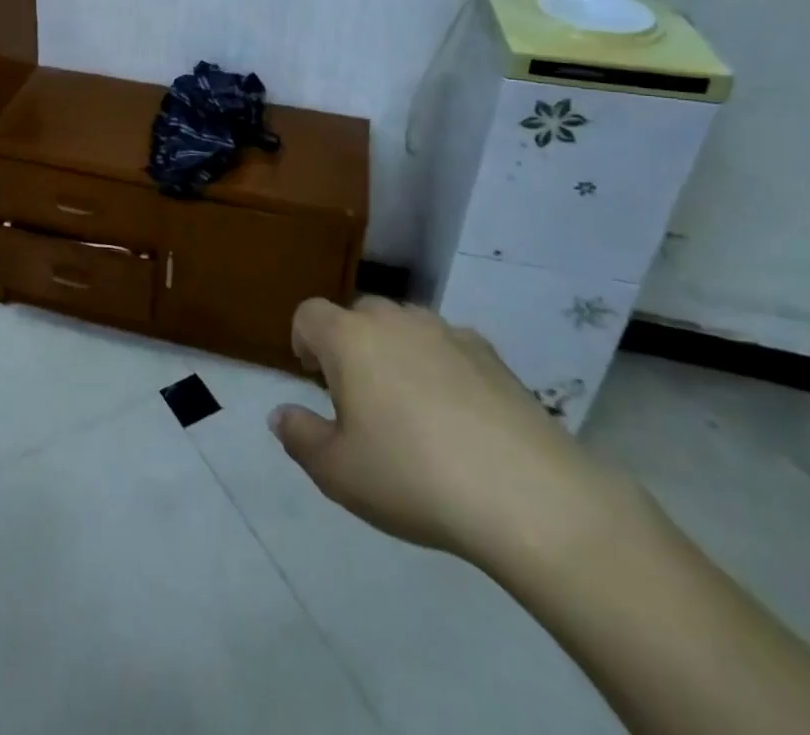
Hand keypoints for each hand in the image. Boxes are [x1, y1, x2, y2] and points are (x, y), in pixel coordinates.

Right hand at [270, 297, 631, 568]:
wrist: (529, 497)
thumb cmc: (413, 478)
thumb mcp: (338, 473)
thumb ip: (299, 437)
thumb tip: (280, 414)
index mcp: (349, 338)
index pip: (309, 314)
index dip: (303, 341)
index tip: (314, 381)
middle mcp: (394, 320)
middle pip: (358, 316)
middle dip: (351, 347)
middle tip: (361, 401)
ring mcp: (447, 332)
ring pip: (405, 328)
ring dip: (396, 353)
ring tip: (412, 409)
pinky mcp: (492, 354)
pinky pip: (449, 346)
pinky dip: (442, 367)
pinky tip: (460, 417)